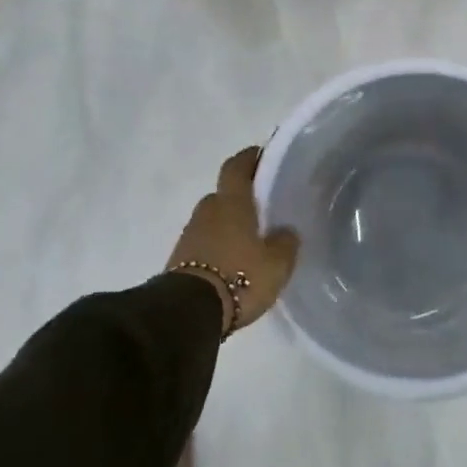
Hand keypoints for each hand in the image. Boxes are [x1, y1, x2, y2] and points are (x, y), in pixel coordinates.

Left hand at [166, 148, 299, 335]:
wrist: (189, 312)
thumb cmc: (240, 277)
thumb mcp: (277, 263)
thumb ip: (285, 242)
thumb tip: (284, 231)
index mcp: (232, 202)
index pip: (237, 167)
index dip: (249, 158)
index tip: (261, 154)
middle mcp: (208, 211)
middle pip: (224, 195)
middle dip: (241, 198)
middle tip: (263, 208)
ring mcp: (190, 234)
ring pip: (214, 220)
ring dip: (229, 224)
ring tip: (251, 239)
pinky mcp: (181, 258)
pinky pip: (205, 242)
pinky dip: (218, 245)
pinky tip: (234, 261)